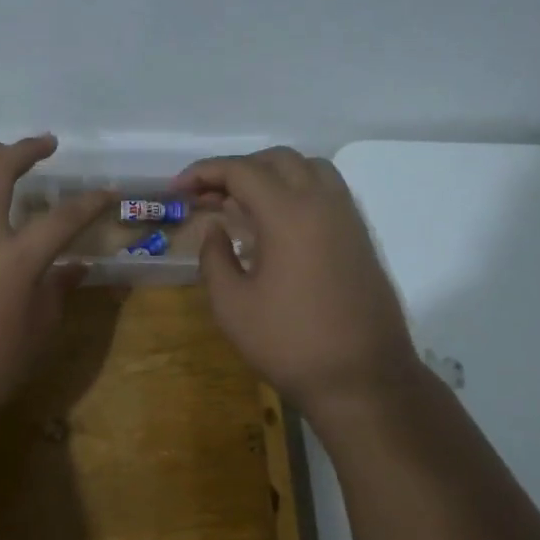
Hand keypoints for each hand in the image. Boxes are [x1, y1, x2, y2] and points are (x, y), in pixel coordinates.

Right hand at [174, 148, 419, 413]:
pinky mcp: (360, 237)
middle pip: (276, 160)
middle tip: (206, 196)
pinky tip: (276, 224)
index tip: (176, 190)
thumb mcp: (232, 306)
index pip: (241, 171)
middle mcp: (322, 202)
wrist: (363, 379)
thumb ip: (214, 257)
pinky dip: (296, 189)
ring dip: (270, 174)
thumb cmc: (289, 344)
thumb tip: (215, 229)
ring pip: (308, 169)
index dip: (203, 173)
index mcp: (289, 213)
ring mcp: (348, 218)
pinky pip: (326, 191)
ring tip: (242, 202)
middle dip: (236, 169)